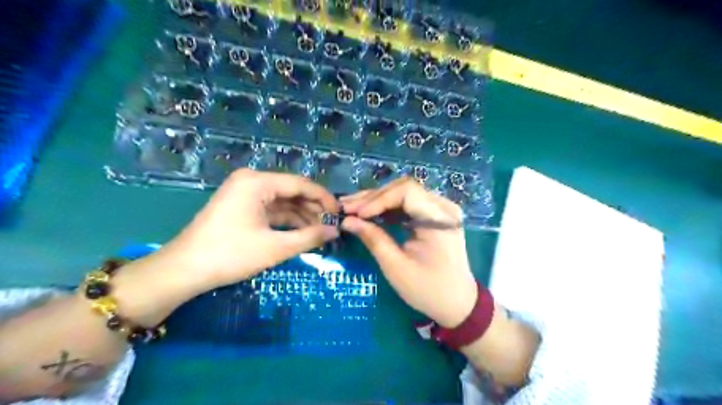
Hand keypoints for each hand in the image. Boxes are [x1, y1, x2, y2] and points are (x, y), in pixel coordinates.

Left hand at [164, 170, 342, 290]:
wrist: (184, 271)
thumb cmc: (230, 255)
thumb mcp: (275, 247)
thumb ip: (310, 237)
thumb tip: (335, 232)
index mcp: (257, 182)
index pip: (300, 184)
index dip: (323, 198)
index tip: (340, 213)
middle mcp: (252, 181)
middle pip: (292, 191)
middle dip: (313, 208)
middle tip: (332, 225)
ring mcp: (245, 193)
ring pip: (283, 201)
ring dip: (302, 215)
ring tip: (321, 231)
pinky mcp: (242, 207)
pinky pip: (271, 209)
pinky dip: (287, 220)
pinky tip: (303, 232)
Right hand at [340, 178, 478, 327]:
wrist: (457, 302)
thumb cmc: (428, 289)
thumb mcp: (396, 267)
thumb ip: (373, 239)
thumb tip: (347, 221)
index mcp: (439, 219)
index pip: (406, 192)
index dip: (378, 199)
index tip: (356, 214)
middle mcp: (443, 207)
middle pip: (404, 189)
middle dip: (373, 198)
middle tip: (346, 207)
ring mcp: (441, 209)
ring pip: (404, 194)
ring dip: (378, 200)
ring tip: (352, 207)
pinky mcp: (435, 215)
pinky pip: (409, 204)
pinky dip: (388, 208)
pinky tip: (369, 212)